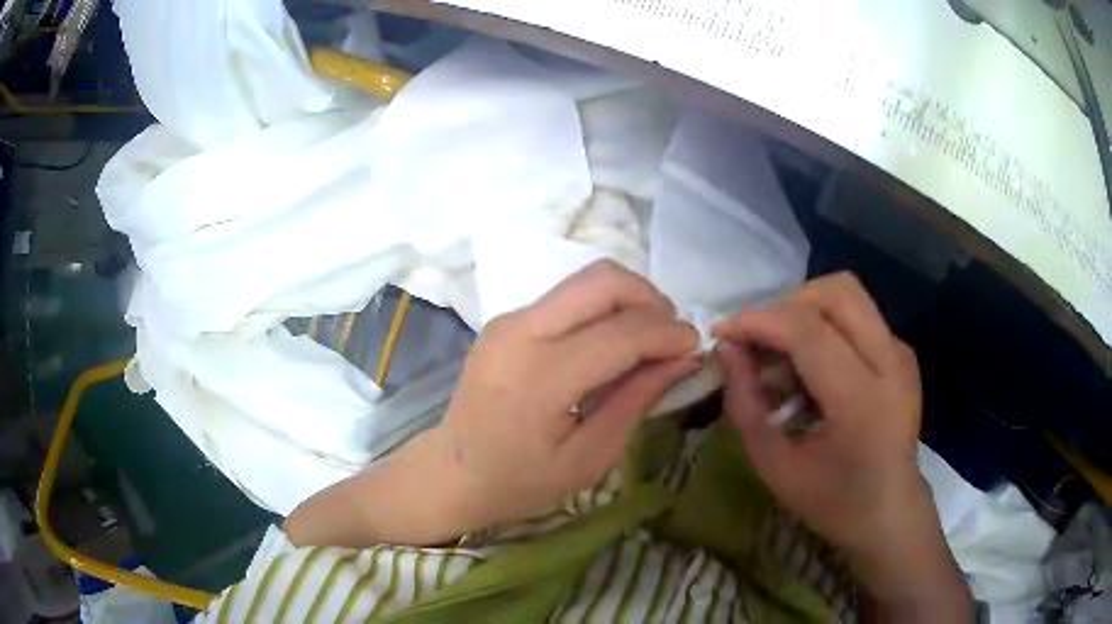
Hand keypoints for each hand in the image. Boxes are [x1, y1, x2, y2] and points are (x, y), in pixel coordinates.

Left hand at [286, 261, 699, 547]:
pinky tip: (611, 344)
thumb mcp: (587, 457)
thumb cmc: (519, 482)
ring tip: (647, 339)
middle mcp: (520, 332)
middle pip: (602, 281)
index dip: (668, 334)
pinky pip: (567, 298)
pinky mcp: (507, 320)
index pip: (621, 333)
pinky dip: (602, 309)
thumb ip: (636, 400)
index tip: (695, 348)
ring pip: (585, 281)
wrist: (452, 472)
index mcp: (539, 378)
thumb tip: (684, 359)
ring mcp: (509, 320)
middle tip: (672, 335)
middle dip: (650, 298)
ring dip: (628, 299)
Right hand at [713, 272, 971, 619]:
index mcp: (862, 403)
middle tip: (759, 342)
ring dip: (805, 313)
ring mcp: (901, 353)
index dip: (760, 321)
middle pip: (837, 292)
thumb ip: (746, 405)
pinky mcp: (902, 352)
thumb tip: (727, 349)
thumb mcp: (775, 467)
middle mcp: (891, 364)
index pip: (809, 331)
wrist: (891, 512)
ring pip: (848, 296)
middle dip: (786, 306)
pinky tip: (813, 370)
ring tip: (784, 358)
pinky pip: (857, 317)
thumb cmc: (832, 501)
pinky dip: (824, 327)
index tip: (724, 334)